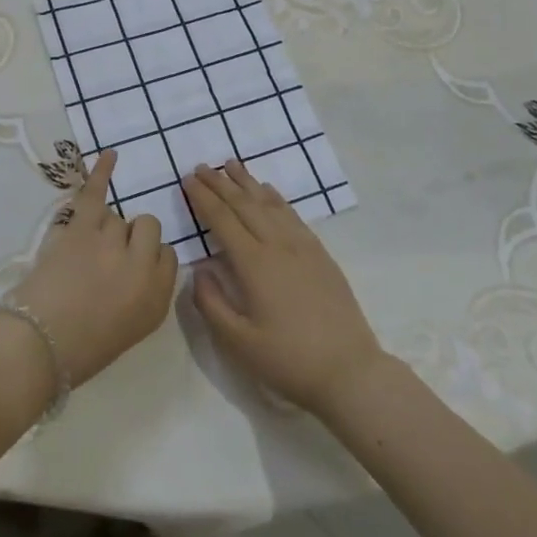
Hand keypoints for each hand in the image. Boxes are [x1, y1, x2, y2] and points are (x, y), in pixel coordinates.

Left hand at [11, 150, 178, 388]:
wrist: (35, 347)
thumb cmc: (79, 350)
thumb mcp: (129, 330)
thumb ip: (144, 295)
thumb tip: (137, 266)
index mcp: (157, 299)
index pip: (168, 258)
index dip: (148, 260)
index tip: (128, 273)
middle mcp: (142, 267)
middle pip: (148, 229)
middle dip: (131, 240)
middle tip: (105, 262)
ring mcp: (113, 244)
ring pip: (118, 218)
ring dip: (105, 230)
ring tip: (82, 256)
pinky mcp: (82, 230)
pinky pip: (96, 194)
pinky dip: (101, 173)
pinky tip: (111, 155)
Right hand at [186, 160, 385, 416]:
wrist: (349, 371)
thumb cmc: (288, 360)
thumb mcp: (237, 342)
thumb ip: (211, 302)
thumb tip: (199, 269)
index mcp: (254, 264)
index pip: (222, 220)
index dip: (203, 198)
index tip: (188, 180)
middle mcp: (278, 246)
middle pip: (245, 204)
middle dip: (221, 183)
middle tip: (202, 166)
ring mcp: (304, 247)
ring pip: (270, 204)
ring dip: (248, 182)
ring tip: (231, 165)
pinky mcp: (321, 255)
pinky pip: (293, 215)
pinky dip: (276, 198)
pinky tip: (269, 191)